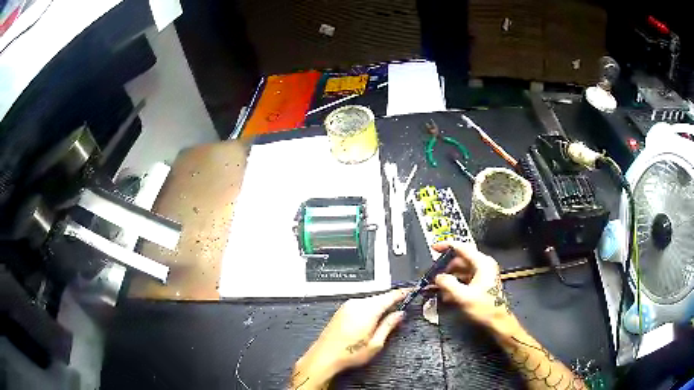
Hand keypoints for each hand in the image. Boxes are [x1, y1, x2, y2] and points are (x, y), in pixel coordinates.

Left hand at [291, 289, 407, 388]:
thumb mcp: (376, 344)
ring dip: (380, 306)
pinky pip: (361, 305)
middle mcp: (357, 304)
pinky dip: (370, 309)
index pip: (390, 296)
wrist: (324, 357)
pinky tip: (371, 321)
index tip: (412, 290)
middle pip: (379, 298)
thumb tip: (400, 314)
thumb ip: (389, 325)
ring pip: (370, 301)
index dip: (402, 293)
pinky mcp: (341, 310)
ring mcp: (347, 306)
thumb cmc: (350, 353)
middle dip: (391, 302)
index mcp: (368, 310)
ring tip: (386, 318)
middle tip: (401, 309)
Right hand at [432, 241, 520, 337]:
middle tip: (433, 276)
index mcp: (482, 263)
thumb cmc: (483, 307)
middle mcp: (484, 265)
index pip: (462, 248)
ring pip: (462, 270)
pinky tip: (447, 295)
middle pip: (460, 260)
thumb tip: (437, 277)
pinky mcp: (482, 283)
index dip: (446, 246)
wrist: (498, 322)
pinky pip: (465, 278)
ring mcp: (483, 273)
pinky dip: (456, 284)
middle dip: (446, 268)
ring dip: (450, 278)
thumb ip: (448, 284)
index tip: (433, 248)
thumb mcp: (463, 296)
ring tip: (438, 289)